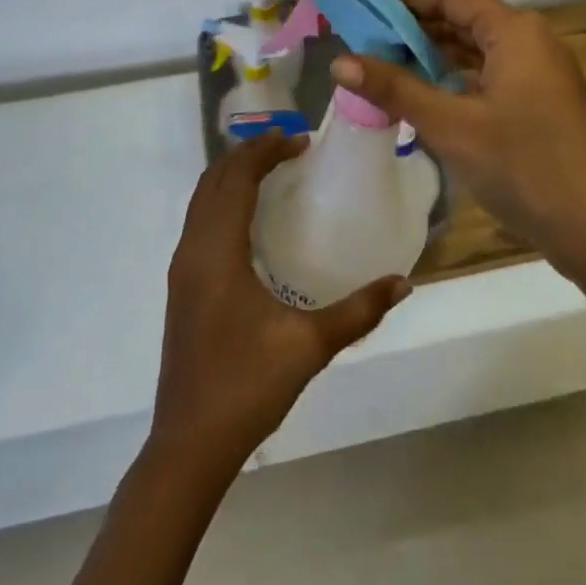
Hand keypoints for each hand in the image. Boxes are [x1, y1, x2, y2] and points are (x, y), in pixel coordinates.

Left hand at [152, 133, 411, 471]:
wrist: (189, 444)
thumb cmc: (246, 387)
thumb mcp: (309, 346)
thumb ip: (359, 311)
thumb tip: (403, 283)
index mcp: (217, 252)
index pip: (237, 178)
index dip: (265, 151)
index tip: (301, 140)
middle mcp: (193, 249)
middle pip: (215, 180)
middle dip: (249, 154)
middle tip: (290, 147)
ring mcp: (182, 268)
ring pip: (202, 199)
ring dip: (233, 175)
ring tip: (273, 170)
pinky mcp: (182, 285)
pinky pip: (200, 220)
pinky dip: (224, 199)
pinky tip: (252, 218)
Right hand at [329, 0, 585, 268]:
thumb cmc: (524, 166)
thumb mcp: (451, 125)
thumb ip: (395, 88)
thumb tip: (339, 61)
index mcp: (515, 31)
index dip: (405, 0)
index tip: (363, 14)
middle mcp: (532, 40)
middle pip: (464, 20)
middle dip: (415, 30)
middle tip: (365, 45)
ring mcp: (541, 73)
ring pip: (477, 50)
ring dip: (434, 57)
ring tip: (386, 70)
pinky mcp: (542, 103)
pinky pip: (490, 76)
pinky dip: (456, 80)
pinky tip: (427, 99)